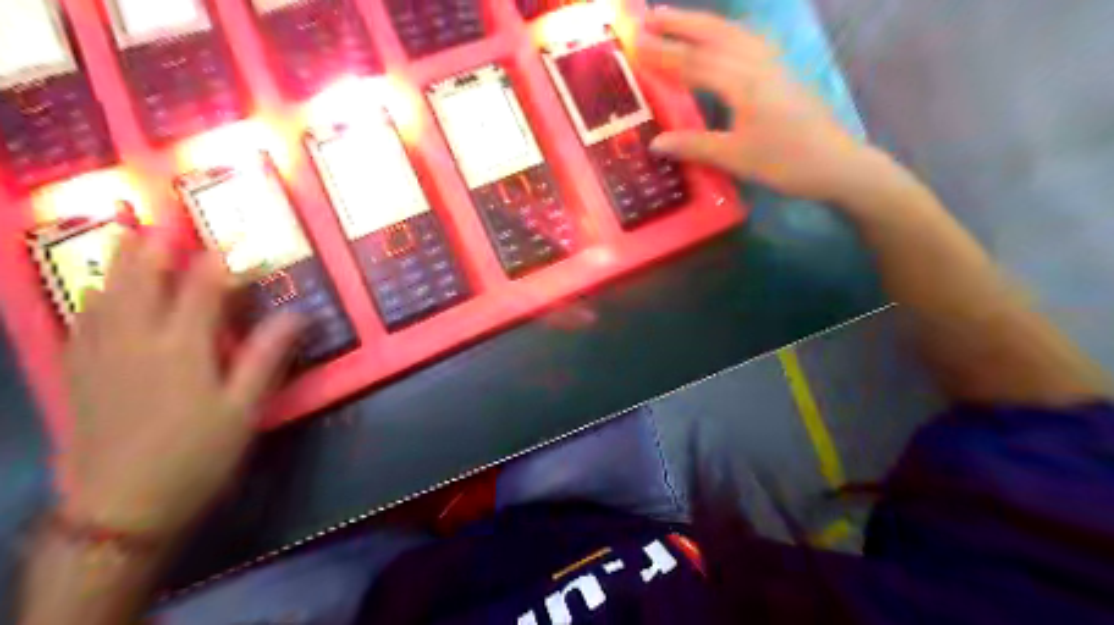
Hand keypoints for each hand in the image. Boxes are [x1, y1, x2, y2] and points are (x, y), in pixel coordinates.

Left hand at [58, 237, 303, 538]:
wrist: (120, 510)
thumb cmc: (196, 457)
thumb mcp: (245, 410)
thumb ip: (267, 357)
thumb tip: (297, 314)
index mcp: (182, 347)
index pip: (203, 288)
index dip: (220, 259)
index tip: (235, 237)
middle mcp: (136, 341)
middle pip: (143, 280)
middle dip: (157, 246)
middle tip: (168, 219)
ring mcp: (100, 356)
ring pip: (105, 295)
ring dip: (118, 262)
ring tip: (126, 236)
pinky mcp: (78, 376)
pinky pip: (81, 322)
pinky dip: (93, 297)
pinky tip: (97, 294)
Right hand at [641, 8, 892, 201]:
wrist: (836, 163)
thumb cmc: (785, 162)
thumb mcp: (736, 157)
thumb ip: (694, 146)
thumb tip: (655, 142)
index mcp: (743, 83)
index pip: (694, 63)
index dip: (663, 54)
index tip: (635, 44)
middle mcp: (757, 64)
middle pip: (714, 35)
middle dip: (679, 24)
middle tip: (649, 17)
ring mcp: (773, 64)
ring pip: (733, 33)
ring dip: (702, 24)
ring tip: (677, 19)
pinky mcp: (782, 72)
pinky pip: (748, 41)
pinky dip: (727, 33)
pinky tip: (721, 37)